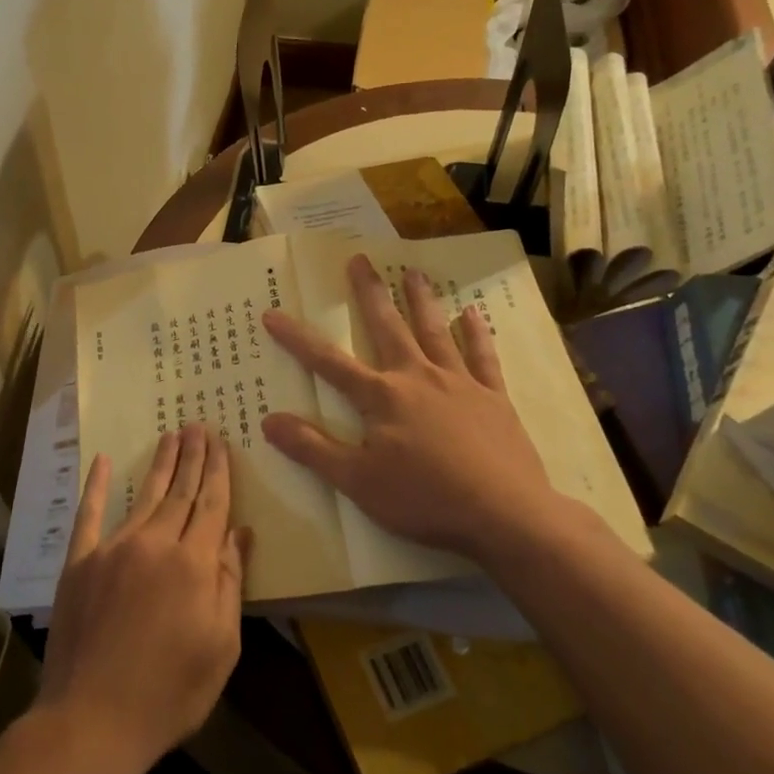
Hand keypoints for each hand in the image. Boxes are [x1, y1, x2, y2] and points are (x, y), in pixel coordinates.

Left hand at [31, 425, 249, 773]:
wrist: (92, 720)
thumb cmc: (170, 693)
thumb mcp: (220, 647)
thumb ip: (230, 583)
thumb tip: (240, 533)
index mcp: (193, 564)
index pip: (211, 505)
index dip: (218, 472)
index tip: (221, 442)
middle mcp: (154, 544)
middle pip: (180, 492)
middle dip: (192, 457)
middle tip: (198, 426)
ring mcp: (113, 549)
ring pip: (143, 496)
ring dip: (159, 464)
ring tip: (170, 436)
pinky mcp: (80, 562)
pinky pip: (89, 515)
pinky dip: (95, 486)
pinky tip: (101, 460)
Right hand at [261, 253, 568, 562]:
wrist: (504, 514)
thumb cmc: (424, 498)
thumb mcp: (357, 481)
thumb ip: (313, 448)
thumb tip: (268, 420)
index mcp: (381, 397)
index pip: (328, 362)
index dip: (297, 339)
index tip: (273, 314)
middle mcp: (417, 377)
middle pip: (388, 327)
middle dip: (370, 293)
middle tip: (360, 259)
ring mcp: (459, 383)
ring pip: (435, 331)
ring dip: (422, 300)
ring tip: (413, 272)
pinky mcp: (493, 398)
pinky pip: (483, 358)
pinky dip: (476, 335)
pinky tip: (472, 315)